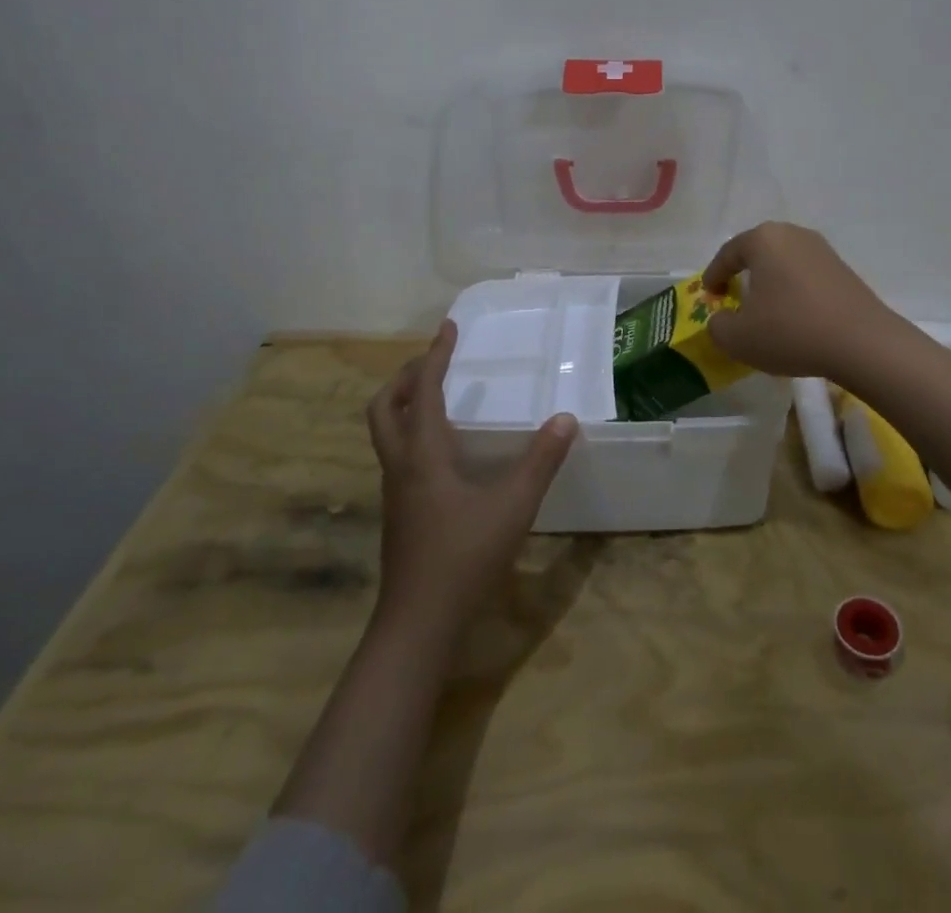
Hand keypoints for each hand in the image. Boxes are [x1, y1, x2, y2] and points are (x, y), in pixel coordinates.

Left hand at [367, 320, 576, 638]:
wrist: (417, 623)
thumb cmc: (464, 557)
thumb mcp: (513, 506)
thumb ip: (541, 461)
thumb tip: (565, 419)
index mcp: (423, 455)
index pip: (424, 391)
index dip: (435, 356)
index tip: (448, 328)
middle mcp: (401, 466)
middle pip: (385, 407)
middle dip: (407, 377)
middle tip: (435, 361)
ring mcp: (394, 491)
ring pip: (386, 432)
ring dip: (406, 403)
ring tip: (437, 394)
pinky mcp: (400, 512)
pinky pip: (398, 454)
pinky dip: (413, 432)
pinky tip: (444, 449)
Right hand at [700, 221, 902, 380]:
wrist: (862, 343)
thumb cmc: (791, 331)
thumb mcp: (738, 338)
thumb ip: (718, 326)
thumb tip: (721, 319)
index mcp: (763, 240)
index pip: (728, 253)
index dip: (714, 275)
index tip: (709, 294)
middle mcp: (793, 235)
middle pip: (758, 251)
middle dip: (743, 272)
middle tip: (733, 295)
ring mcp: (822, 250)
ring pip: (784, 262)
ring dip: (770, 281)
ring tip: (764, 307)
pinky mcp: (843, 269)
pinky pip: (806, 274)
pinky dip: (793, 289)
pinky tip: (794, 314)